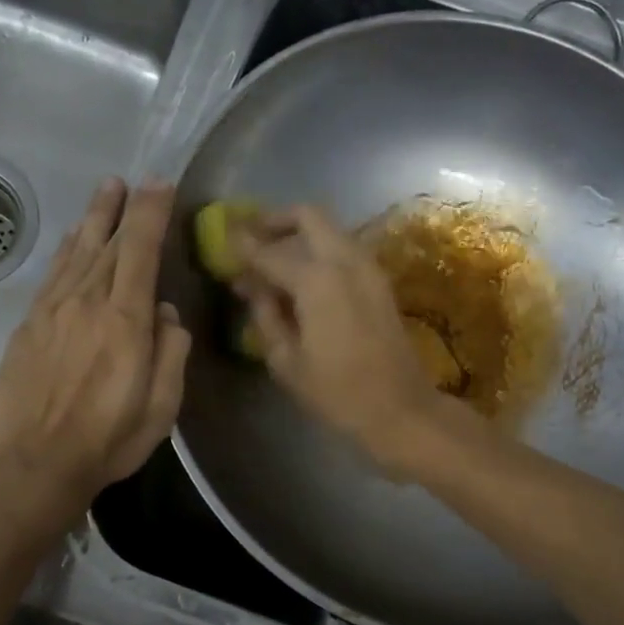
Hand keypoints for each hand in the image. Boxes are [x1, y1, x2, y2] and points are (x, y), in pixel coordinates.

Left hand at [0, 179, 190, 512]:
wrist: (34, 463)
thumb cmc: (108, 439)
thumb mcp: (161, 405)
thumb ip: (171, 352)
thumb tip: (165, 313)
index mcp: (126, 321)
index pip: (141, 251)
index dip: (152, 214)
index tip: (160, 185)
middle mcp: (88, 302)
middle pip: (108, 242)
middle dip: (124, 207)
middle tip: (133, 180)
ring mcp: (53, 310)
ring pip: (77, 251)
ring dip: (93, 218)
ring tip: (105, 191)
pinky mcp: (28, 324)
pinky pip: (52, 273)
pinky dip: (66, 249)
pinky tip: (71, 239)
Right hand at [235, 206, 447, 471]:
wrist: (401, 409)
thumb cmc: (337, 393)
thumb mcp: (287, 361)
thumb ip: (266, 315)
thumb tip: (251, 286)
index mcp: (317, 280)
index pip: (269, 251)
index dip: (242, 245)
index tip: (222, 238)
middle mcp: (345, 261)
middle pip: (309, 216)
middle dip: (276, 220)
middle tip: (251, 236)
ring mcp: (369, 268)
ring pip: (330, 230)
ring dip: (300, 234)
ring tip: (273, 259)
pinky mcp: (380, 282)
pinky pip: (344, 249)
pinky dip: (320, 250)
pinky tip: (302, 277)